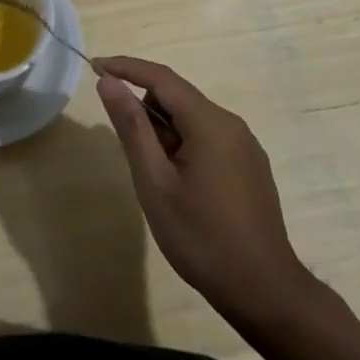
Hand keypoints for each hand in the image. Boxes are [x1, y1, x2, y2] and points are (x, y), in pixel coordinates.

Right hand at [96, 56, 312, 324]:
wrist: (265, 293)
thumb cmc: (201, 237)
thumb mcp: (155, 182)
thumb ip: (132, 126)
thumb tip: (109, 82)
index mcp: (210, 122)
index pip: (161, 77)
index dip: (126, 68)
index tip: (94, 67)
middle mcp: (231, 124)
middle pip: (178, 98)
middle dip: (148, 114)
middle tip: (136, 159)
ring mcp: (245, 146)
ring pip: (193, 119)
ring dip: (167, 135)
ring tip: (161, 183)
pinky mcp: (250, 166)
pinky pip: (209, 138)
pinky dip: (185, 147)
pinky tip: (183, 189)